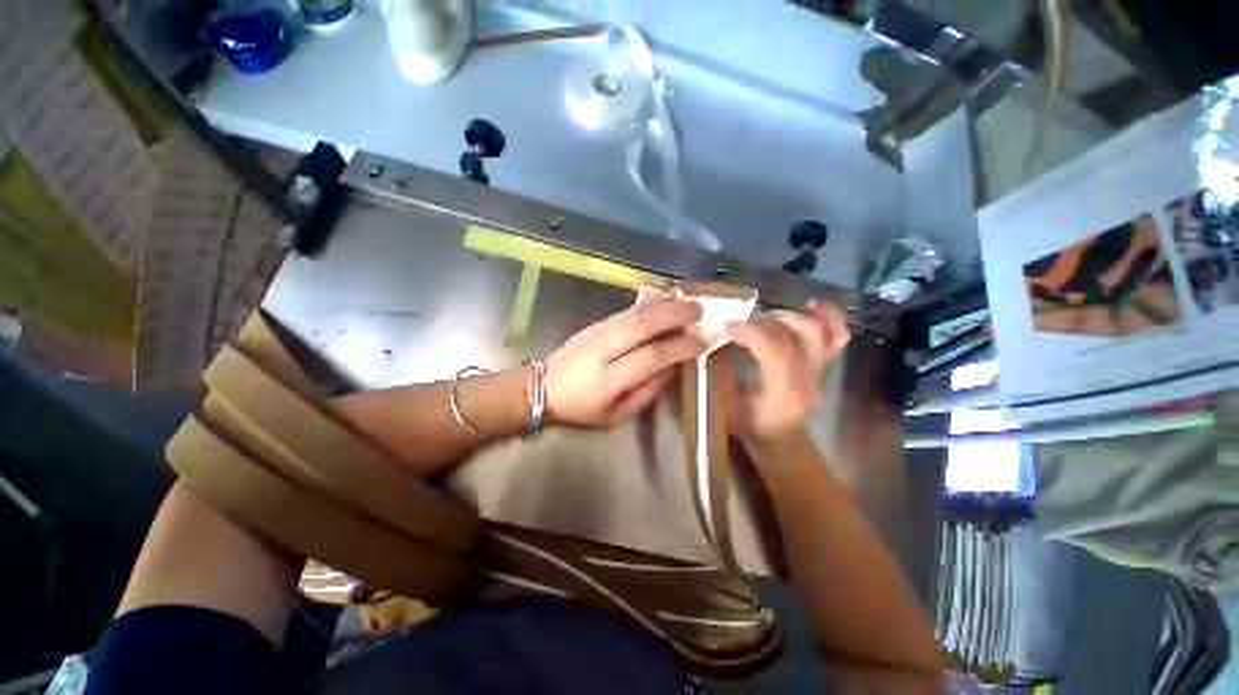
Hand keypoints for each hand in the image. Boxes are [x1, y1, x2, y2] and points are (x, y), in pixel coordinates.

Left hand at [545, 300, 705, 426]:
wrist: (543, 387)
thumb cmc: (583, 408)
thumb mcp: (618, 414)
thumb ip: (647, 391)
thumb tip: (673, 366)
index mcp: (608, 382)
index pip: (649, 357)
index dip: (677, 348)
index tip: (701, 343)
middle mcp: (601, 351)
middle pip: (640, 326)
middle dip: (673, 316)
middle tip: (699, 311)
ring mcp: (596, 333)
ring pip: (633, 313)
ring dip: (663, 305)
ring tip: (687, 301)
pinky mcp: (594, 324)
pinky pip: (626, 310)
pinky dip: (648, 303)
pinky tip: (665, 299)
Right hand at [723, 298, 849, 445]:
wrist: (779, 438)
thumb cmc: (748, 426)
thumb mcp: (726, 407)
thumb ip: (719, 376)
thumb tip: (708, 344)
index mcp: (783, 395)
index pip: (776, 352)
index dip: (751, 332)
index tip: (727, 326)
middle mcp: (808, 380)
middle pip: (798, 336)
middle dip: (766, 321)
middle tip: (743, 324)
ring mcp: (820, 371)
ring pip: (819, 331)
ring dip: (789, 316)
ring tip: (765, 318)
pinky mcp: (823, 364)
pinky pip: (836, 336)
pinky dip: (827, 317)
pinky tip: (810, 305)